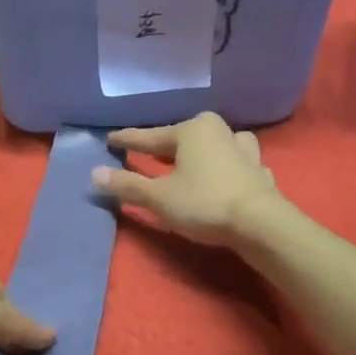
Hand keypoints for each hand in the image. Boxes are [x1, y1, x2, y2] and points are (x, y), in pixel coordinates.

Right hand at [93, 111, 280, 246]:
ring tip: (191, 160)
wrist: (261, 224)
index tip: (110, 139)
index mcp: (192, 130)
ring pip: (215, 145)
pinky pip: (236, 164)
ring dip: (201, 152)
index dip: (128, 140)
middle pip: (184, 138)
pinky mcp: (259, 172)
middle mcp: (219, 132)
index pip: (150, 136)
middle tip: (149, 152)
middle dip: (166, 145)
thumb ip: (127, 185)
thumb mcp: (158, 197)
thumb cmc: (204, 203)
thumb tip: (94, 174)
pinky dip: (225, 168)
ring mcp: (244, 151)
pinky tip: (225, 177)